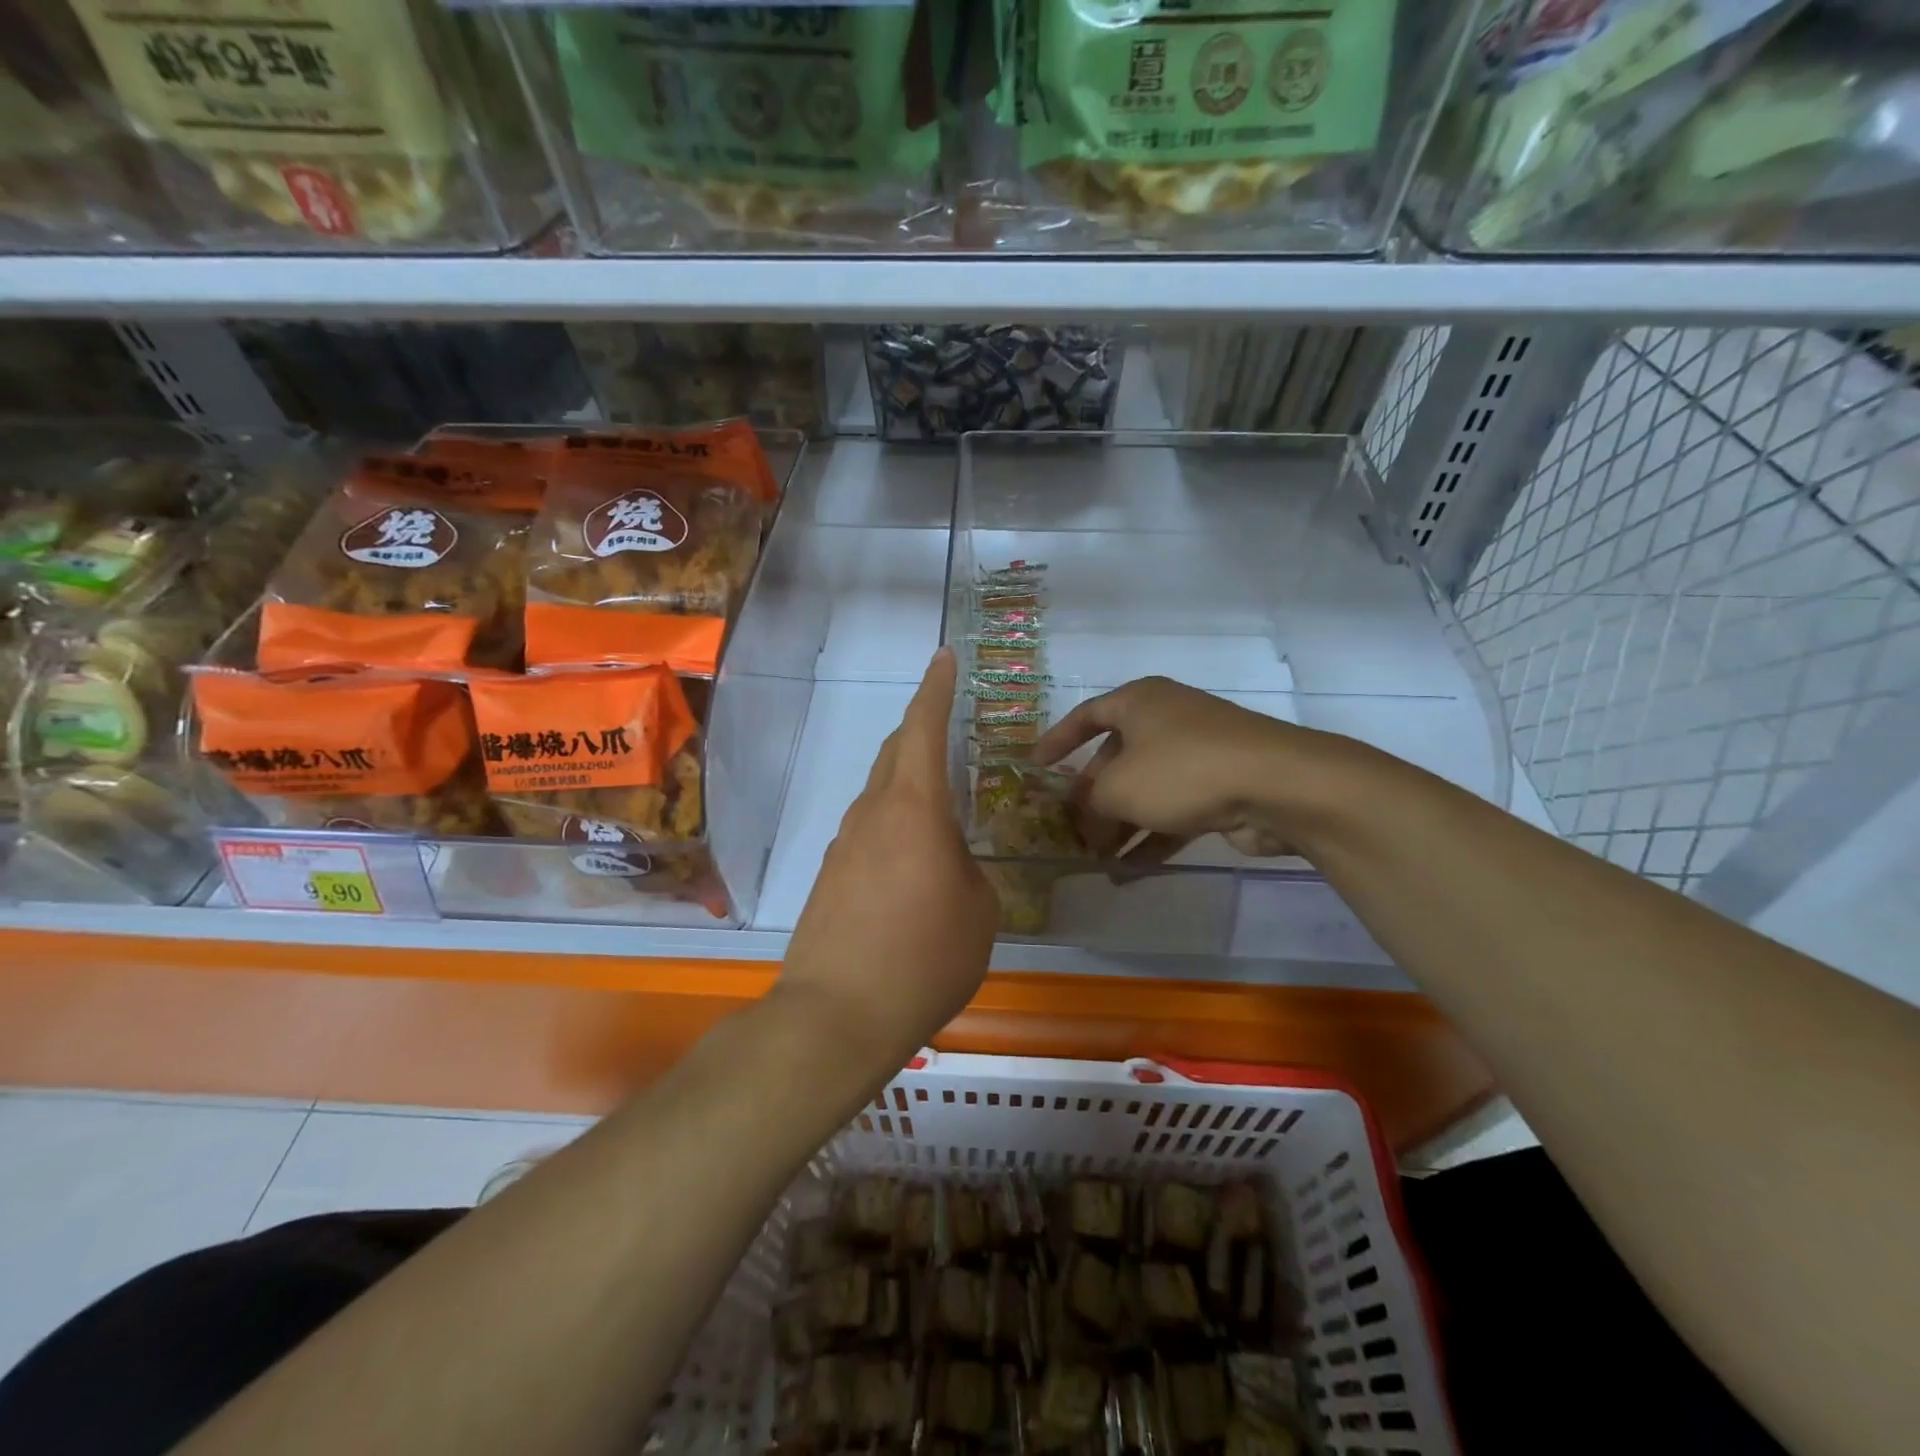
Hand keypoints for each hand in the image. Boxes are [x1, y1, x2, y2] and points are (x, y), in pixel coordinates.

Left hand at [778, 648, 996, 1069]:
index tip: (943, 658)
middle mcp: (872, 814)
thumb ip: (970, 871)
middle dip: (919, 731)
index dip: (935, 689)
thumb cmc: (923, 958)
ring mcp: (843, 845)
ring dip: (906, 785)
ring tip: (938, 809)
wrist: (836, 1016)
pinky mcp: (828, 876)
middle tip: (946, 729)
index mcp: (914, 809)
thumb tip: (952, 864)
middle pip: (894, 753)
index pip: (923, 729)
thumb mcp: (979, 912)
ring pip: (879, 794)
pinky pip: (866, 831)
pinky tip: (909, 862)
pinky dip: (892, 826)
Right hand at [1033, 676, 1349, 860]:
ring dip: (1119, 826)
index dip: (1058, 740)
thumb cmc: (1181, 770)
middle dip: (1092, 798)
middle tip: (1070, 830)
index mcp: (1139, 702)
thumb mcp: (1118, 787)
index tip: (1036, 767)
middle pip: (1116, 760)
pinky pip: (1172, 813)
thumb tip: (1087, 821)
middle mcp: (1166, 721)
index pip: (1086, 716)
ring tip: (1095, 861)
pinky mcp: (1220, 788)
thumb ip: (1091, 804)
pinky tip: (1127, 873)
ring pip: (1145, 791)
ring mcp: (1197, 754)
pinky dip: (1150, 839)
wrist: (1277, 785)